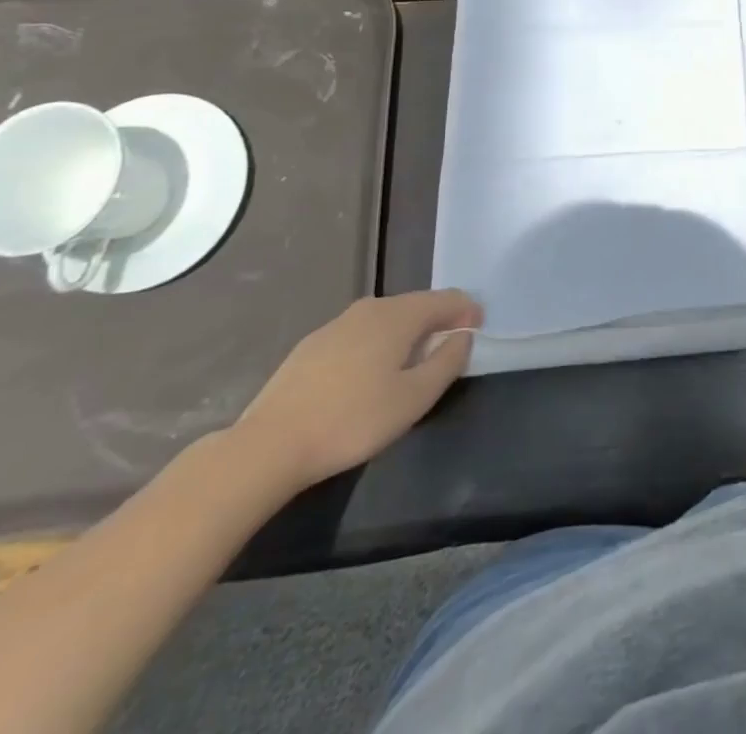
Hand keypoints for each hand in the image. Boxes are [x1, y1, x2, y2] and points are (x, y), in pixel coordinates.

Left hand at [233, 290, 482, 491]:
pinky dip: (378, 343)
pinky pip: (361, 333)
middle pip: (417, 305)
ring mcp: (337, 324)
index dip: (468, 312)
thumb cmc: (352, 421)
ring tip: (412, 363)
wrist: (268, 446)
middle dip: (439, 321)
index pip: (447, 299)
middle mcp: (370, 308)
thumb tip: (462, 336)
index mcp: (399, 315)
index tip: (478, 333)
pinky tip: (369, 375)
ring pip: (387, 319)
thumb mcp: (413, 399)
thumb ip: (446, 362)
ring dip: (407, 333)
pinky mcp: (312, 345)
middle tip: (449, 349)